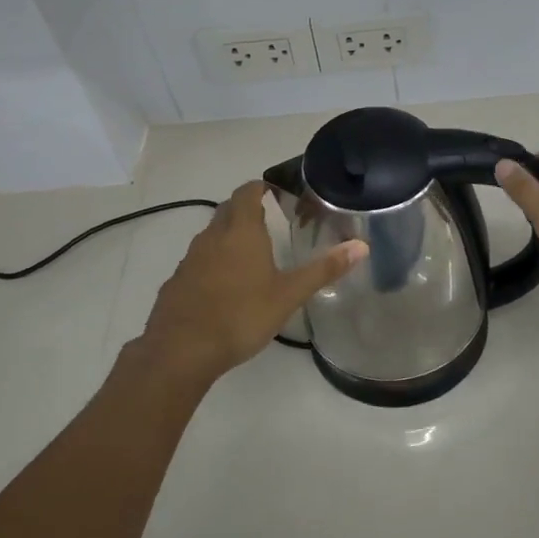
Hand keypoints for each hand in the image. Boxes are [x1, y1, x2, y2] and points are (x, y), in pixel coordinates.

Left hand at [140, 181, 366, 379]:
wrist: (182, 350)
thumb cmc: (242, 316)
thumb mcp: (289, 294)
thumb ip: (324, 269)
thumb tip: (362, 246)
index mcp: (241, 232)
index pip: (246, 192)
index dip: (259, 187)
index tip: (274, 192)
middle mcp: (212, 237)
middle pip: (227, 210)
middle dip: (245, 209)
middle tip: (268, 220)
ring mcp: (190, 259)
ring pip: (211, 236)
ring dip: (228, 236)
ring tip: (250, 254)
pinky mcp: (176, 282)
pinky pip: (198, 261)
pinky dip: (212, 262)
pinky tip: (224, 286)